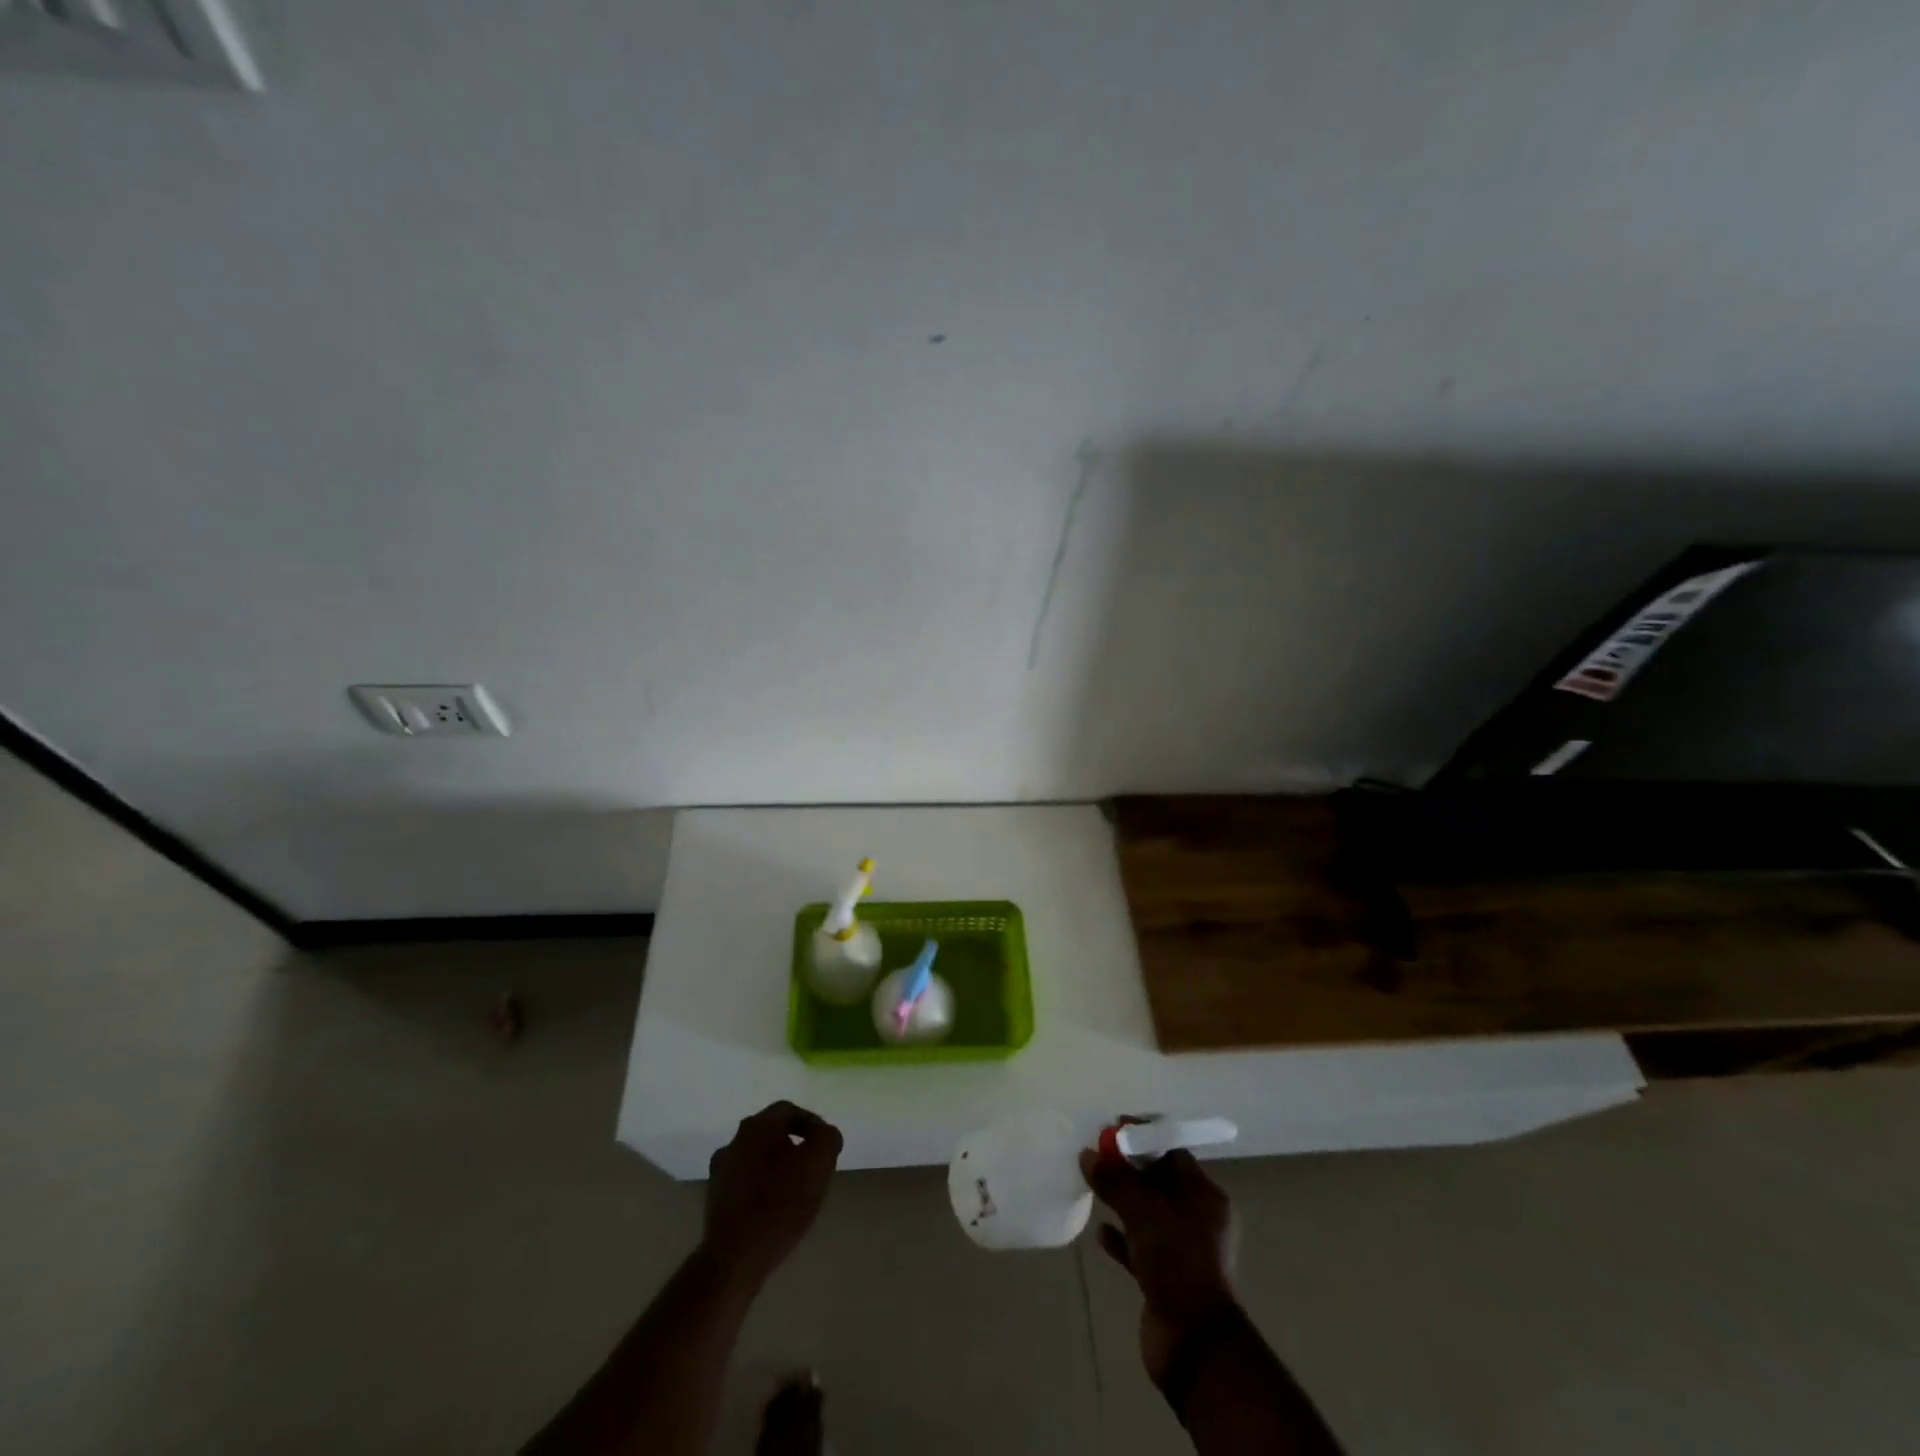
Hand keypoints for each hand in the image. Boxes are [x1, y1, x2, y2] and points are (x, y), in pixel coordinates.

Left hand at [704, 1101, 843, 1287]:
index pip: (789, 1111)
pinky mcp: (714, 1199)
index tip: (826, 1147)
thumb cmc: (781, 1204)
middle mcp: (734, 1140)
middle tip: (812, 1167)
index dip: (812, 1124)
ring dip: (776, 1167)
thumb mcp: (819, 1163)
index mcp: (757, 1126)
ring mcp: (720, 1170)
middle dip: (794, 1146)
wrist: (735, 1259)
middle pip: (771, 1133)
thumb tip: (824, 1134)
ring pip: (757, 1157)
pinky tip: (773, 1208)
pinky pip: (745, 1182)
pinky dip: (761, 1187)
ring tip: (795, 1190)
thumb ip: (827, 1138)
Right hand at [1080, 1145, 1239, 1384]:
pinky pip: (1139, 1247)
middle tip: (1095, 1157)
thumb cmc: (1177, 1263)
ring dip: (1121, 1201)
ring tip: (1092, 1187)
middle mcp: (1197, 1219)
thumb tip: (1088, 1154)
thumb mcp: (1144, 1213)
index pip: (1172, 1151)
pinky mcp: (1165, 1278)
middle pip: (1158, 1182)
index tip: (1111, 1130)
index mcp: (1205, 1197)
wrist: (1194, 1345)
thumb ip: (1115, 1180)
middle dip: (1127, 1169)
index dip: (1142, 1138)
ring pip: (1147, 1214)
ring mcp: (1182, 1251)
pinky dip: (1120, 1238)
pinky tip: (1100, 1233)